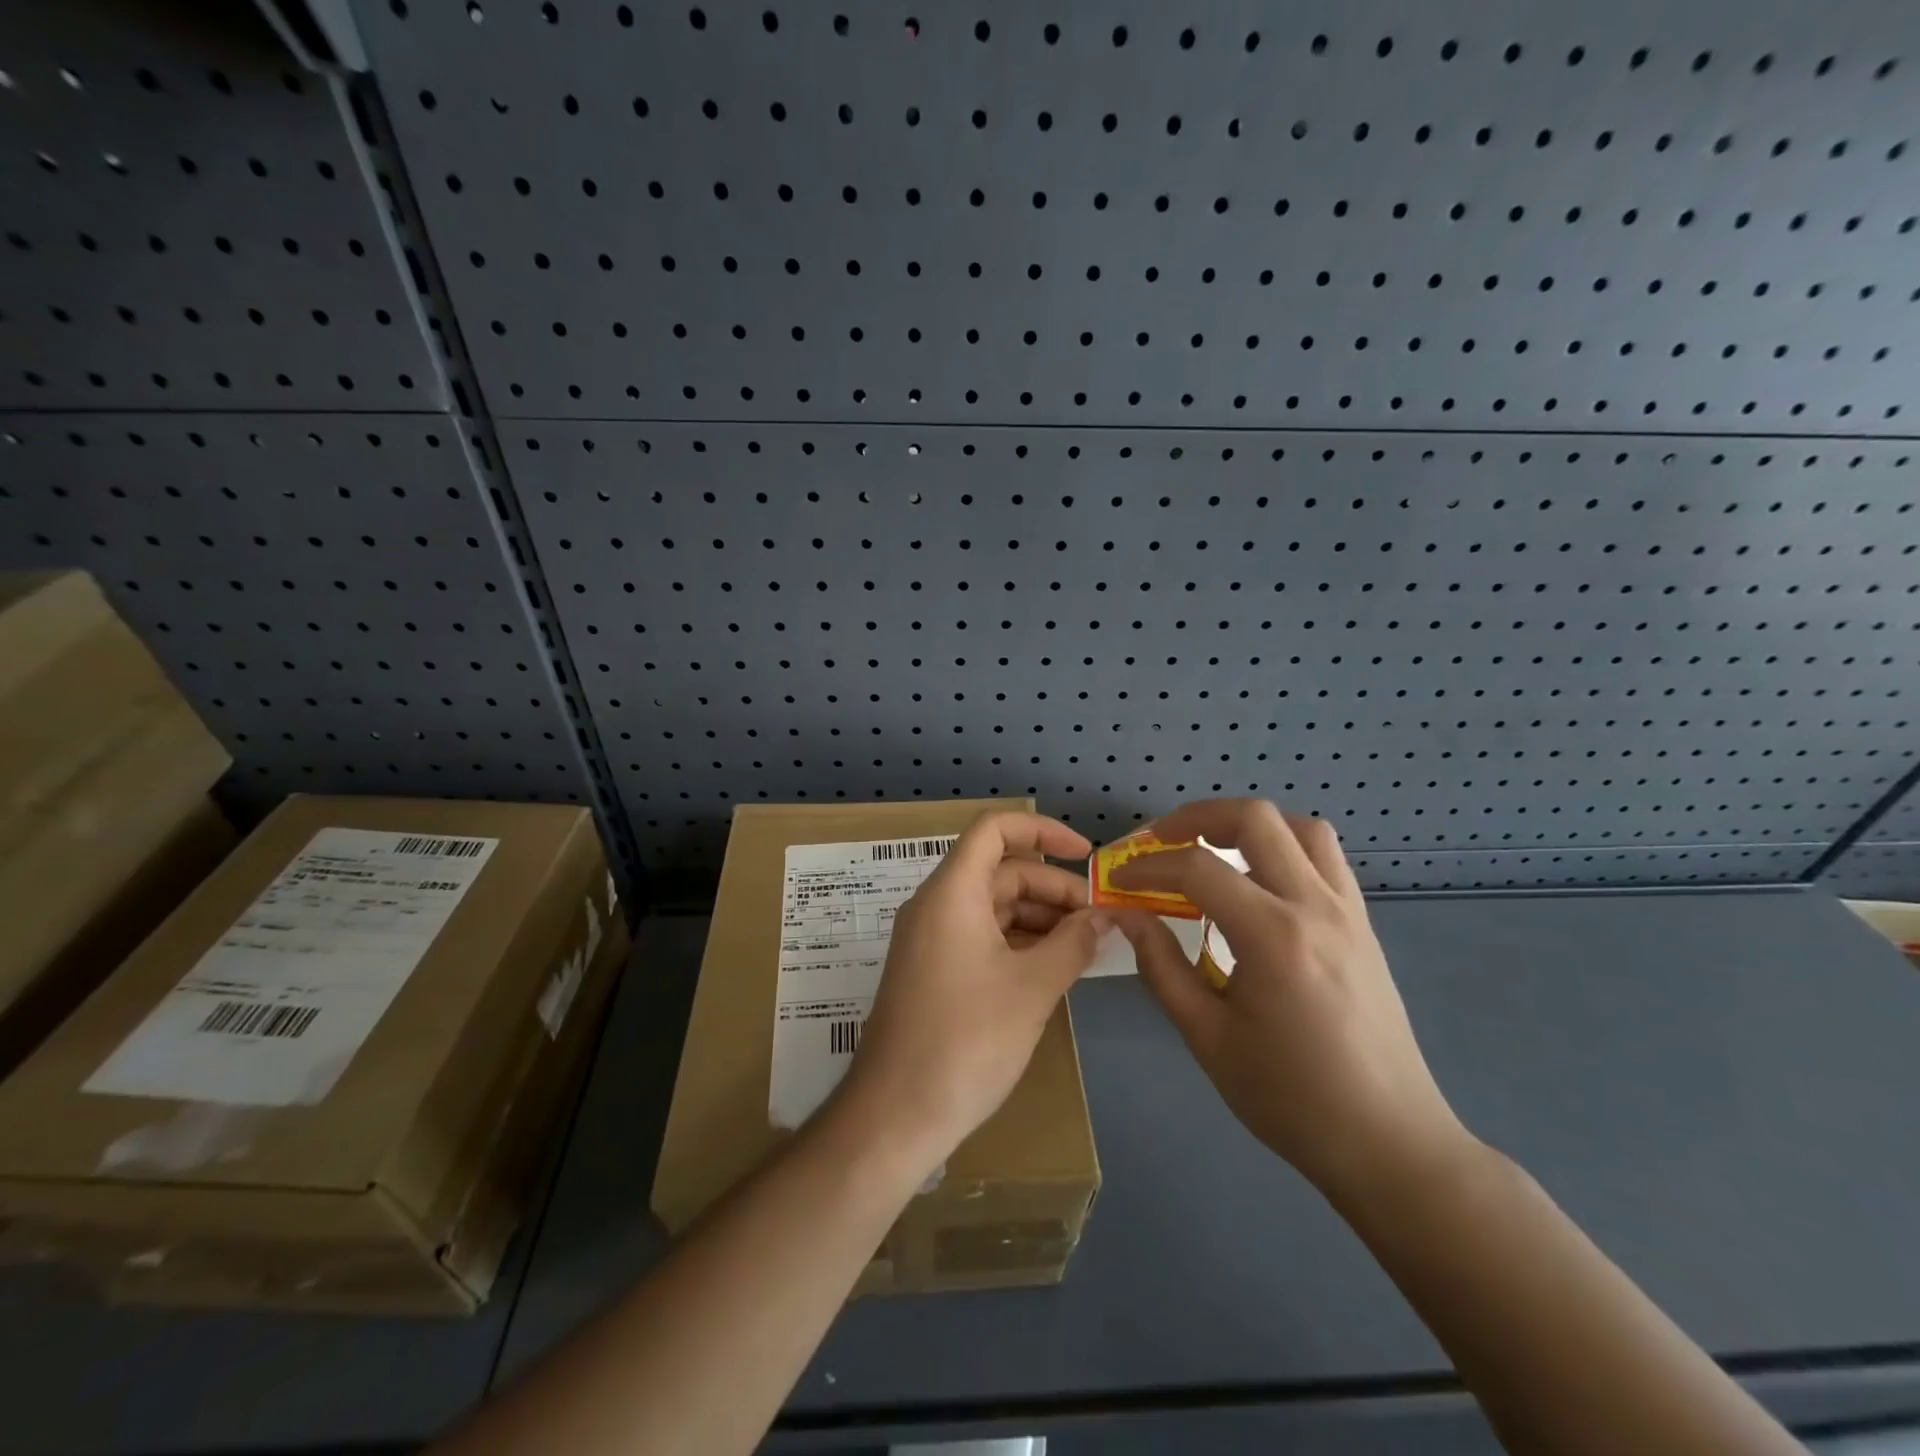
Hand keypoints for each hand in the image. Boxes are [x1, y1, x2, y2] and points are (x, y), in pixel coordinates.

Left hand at [838, 813, 1104, 1168]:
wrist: (896, 1113)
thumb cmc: (967, 1040)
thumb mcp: (1032, 988)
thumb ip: (1074, 943)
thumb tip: (1104, 917)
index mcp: (953, 892)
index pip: (995, 829)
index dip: (1043, 831)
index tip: (1086, 856)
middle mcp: (937, 905)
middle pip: (1001, 870)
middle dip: (1053, 887)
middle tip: (1099, 921)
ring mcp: (932, 939)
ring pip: (994, 906)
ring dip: (1040, 917)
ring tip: (1085, 947)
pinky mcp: (934, 970)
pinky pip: (982, 936)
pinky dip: (1019, 942)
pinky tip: (1053, 968)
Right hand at [1113, 799, 1472, 1203]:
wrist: (1388, 1141)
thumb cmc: (1290, 1098)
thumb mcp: (1207, 1037)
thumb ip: (1160, 966)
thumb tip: (1125, 914)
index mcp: (1273, 937)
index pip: (1197, 869)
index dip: (1147, 866)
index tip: (1118, 880)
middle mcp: (1315, 906)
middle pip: (1254, 818)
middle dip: (1196, 818)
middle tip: (1160, 842)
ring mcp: (1348, 910)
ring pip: (1299, 827)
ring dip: (1247, 825)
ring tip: (1211, 850)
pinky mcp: (1363, 923)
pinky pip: (1325, 857)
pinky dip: (1283, 846)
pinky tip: (1257, 881)